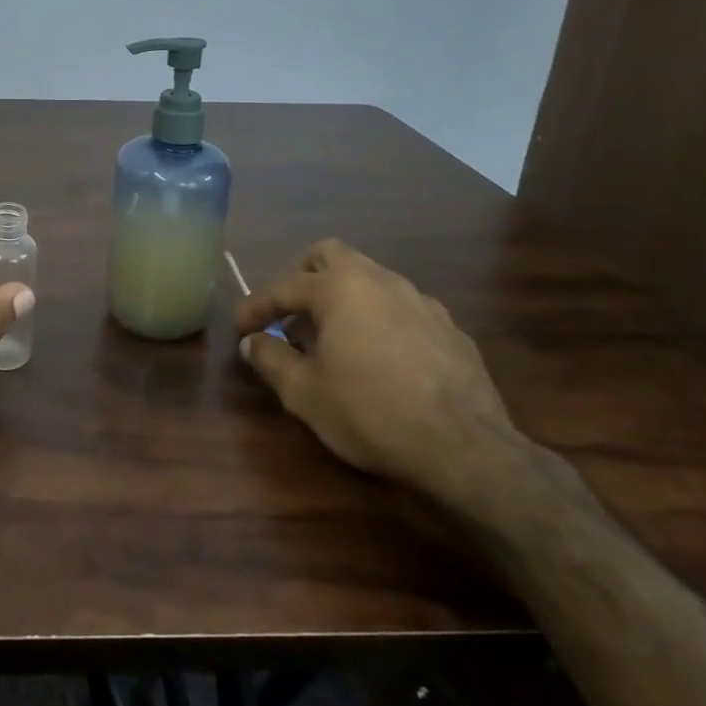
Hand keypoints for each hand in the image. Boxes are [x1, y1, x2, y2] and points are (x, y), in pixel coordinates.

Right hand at [234, 239, 517, 502]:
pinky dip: (378, 321)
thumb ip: (271, 359)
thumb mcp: (304, 392)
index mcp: (340, 288)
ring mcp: (421, 302)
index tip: (240, 329)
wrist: (465, 449)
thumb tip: (252, 343)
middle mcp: (380, 281)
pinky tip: (378, 358)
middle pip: (329, 256)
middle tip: (288, 313)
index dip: (255, 307)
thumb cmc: (370, 412)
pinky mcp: (451, 329)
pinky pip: (401, 309)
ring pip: (370, 279)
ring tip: (332, 338)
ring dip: (342, 299)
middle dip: (301, 277)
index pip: (283, 287)